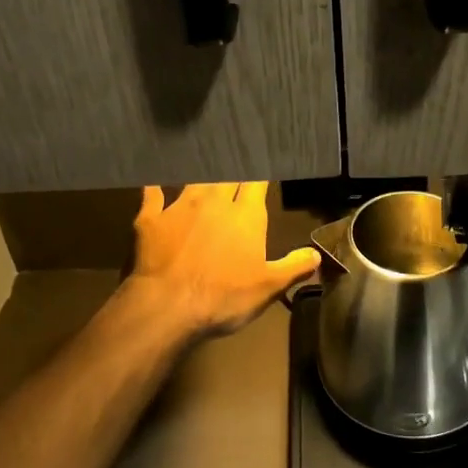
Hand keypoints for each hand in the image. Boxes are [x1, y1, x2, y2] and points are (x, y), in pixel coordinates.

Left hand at [124, 183, 321, 338]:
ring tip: (203, 164)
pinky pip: (152, 195)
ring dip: (200, 174)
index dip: (260, 174)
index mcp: (245, 215)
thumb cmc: (224, 297)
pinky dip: (154, 188)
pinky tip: (152, 182)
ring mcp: (179, 207)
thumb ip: (294, 267)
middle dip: (232, 168)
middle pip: (226, 175)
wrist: (167, 306)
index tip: (263, 166)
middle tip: (234, 161)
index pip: (256, 183)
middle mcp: (214, 202)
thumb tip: (317, 253)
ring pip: (194, 180)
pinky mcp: (151, 219)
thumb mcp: (269, 288)